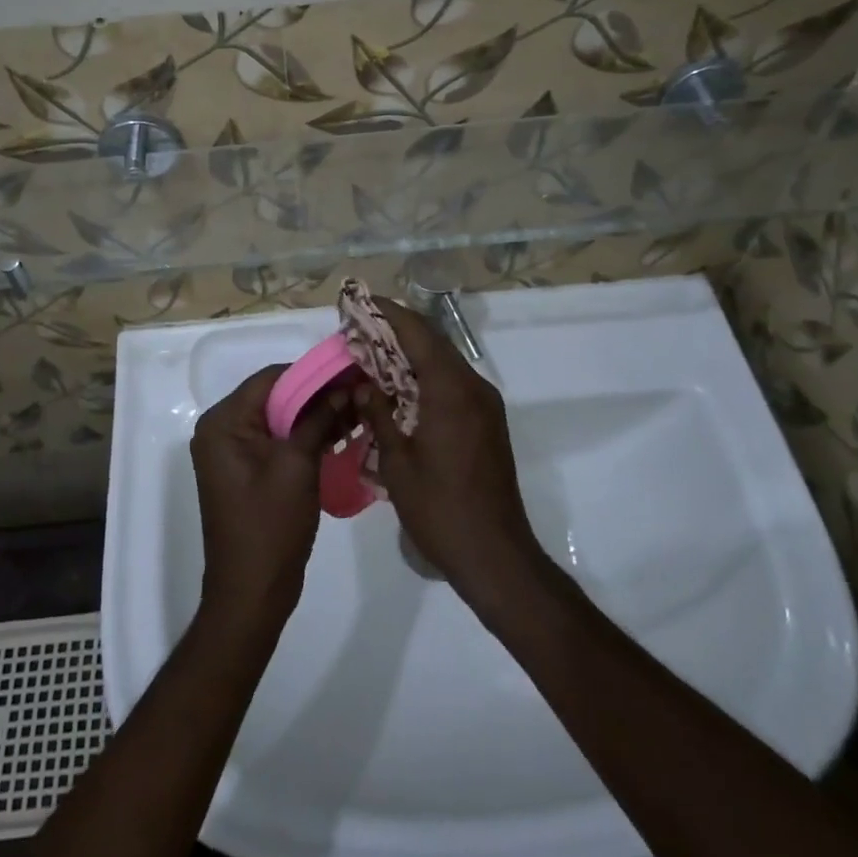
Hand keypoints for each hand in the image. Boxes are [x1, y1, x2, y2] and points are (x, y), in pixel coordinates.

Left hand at [191, 365, 344, 628]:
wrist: (252, 594)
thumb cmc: (270, 527)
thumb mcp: (297, 466)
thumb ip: (318, 420)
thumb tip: (345, 388)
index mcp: (223, 422)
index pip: (271, 378)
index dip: (312, 373)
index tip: (350, 372)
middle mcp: (221, 429)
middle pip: (274, 396)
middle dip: (317, 395)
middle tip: (359, 392)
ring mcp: (232, 450)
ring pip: (278, 417)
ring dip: (314, 415)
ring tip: (356, 411)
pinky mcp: (246, 468)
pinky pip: (276, 438)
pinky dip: (304, 435)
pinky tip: (339, 433)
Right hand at [357, 300, 547, 612]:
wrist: (495, 554)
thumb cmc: (439, 508)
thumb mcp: (397, 461)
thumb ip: (379, 415)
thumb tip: (362, 386)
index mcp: (451, 390)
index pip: (418, 334)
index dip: (389, 314)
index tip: (363, 302)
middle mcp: (473, 388)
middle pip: (434, 343)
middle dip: (398, 331)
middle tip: (362, 328)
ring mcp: (486, 405)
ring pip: (445, 362)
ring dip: (413, 354)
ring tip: (375, 355)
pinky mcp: (489, 423)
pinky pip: (454, 384)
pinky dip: (427, 376)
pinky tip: (401, 389)